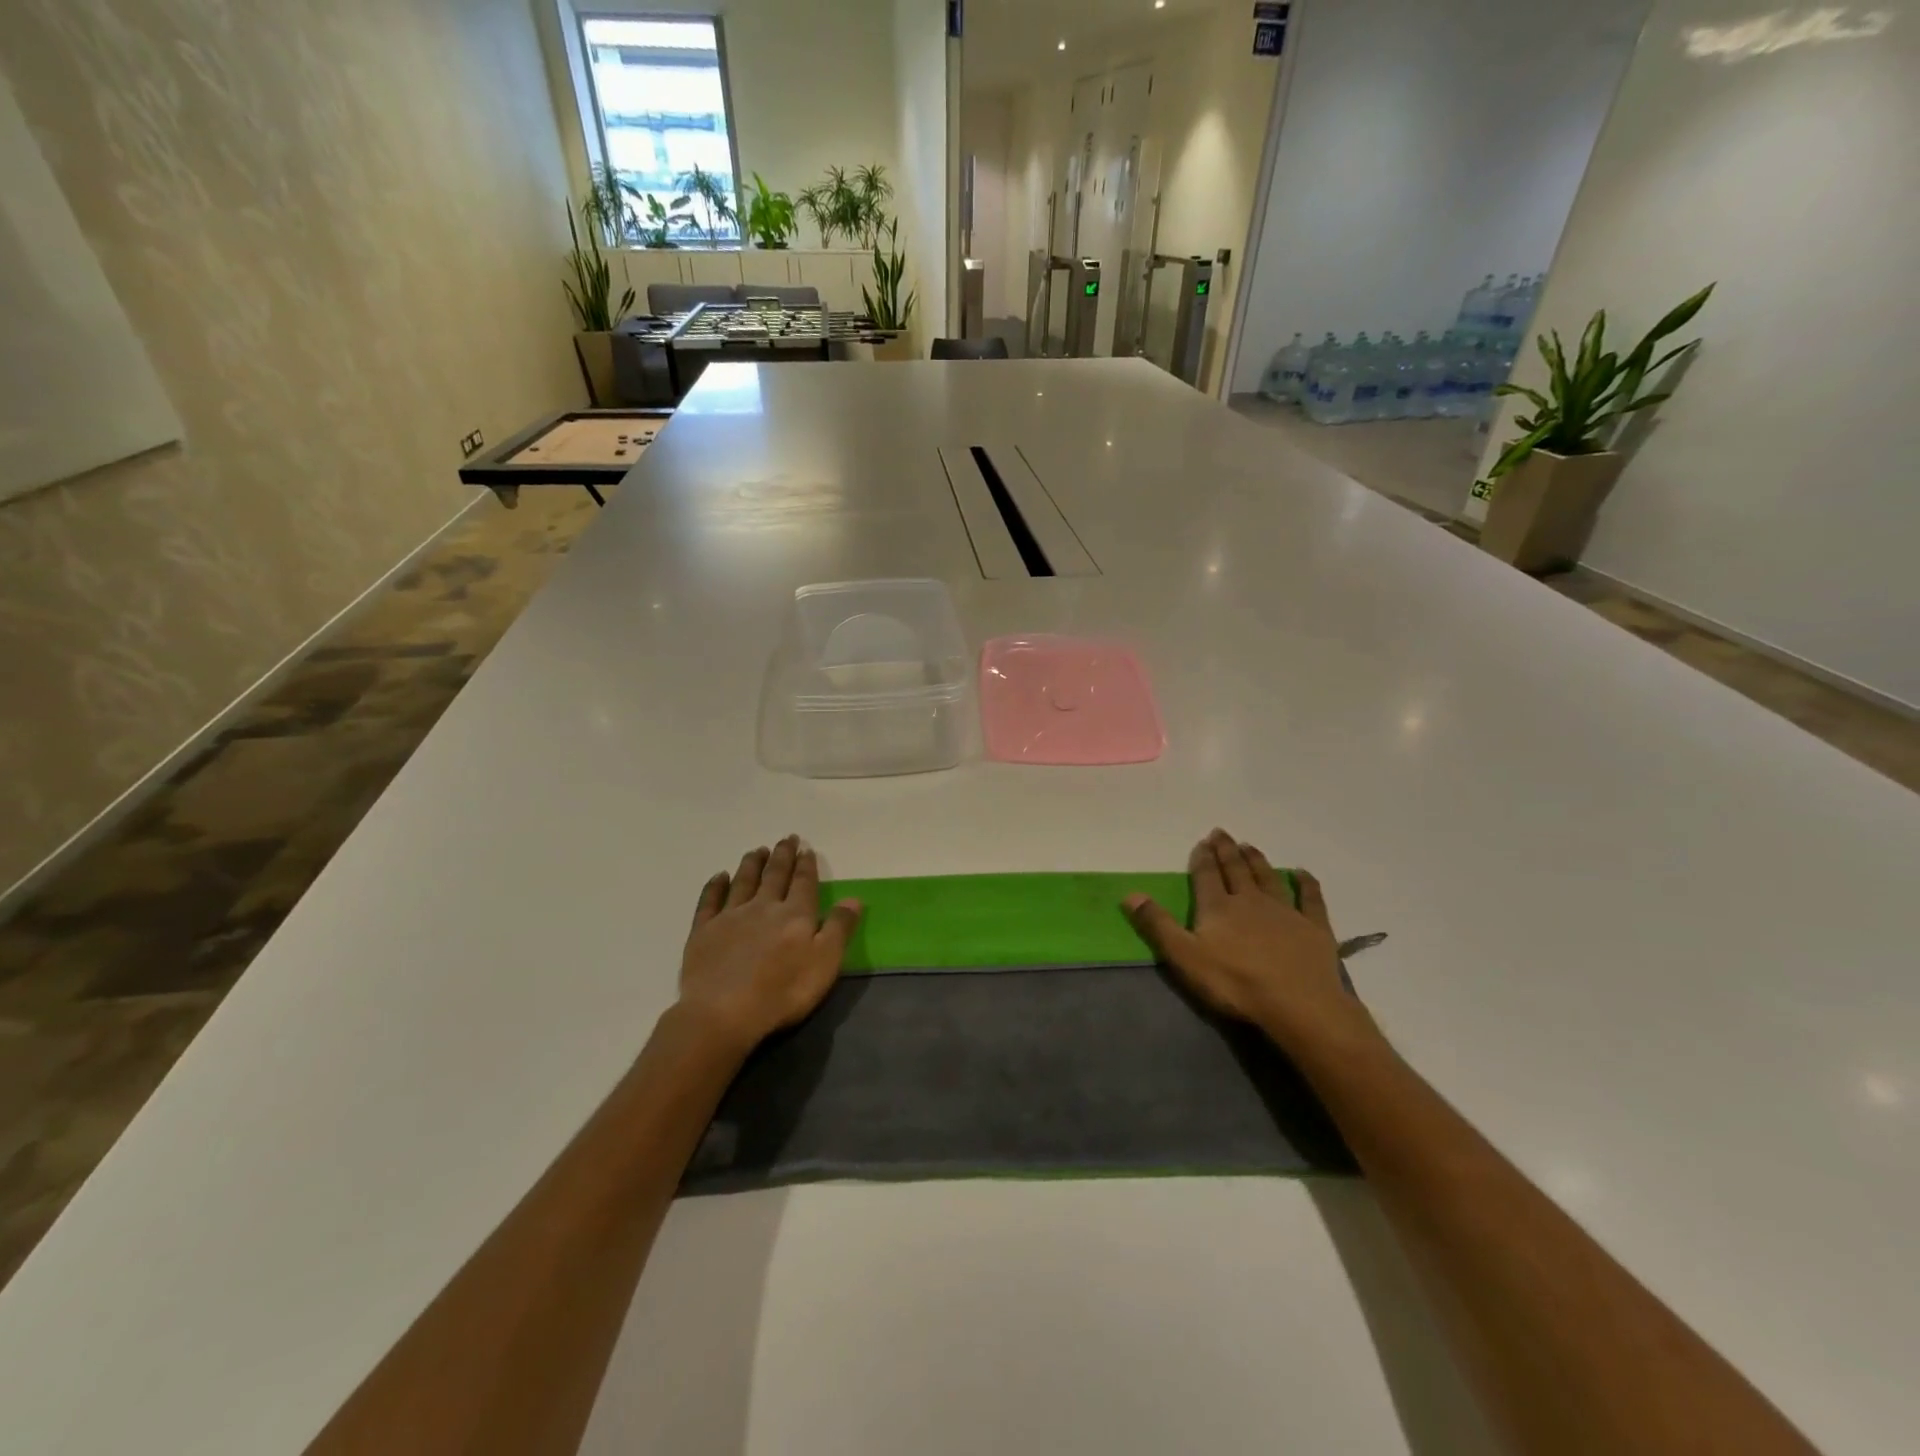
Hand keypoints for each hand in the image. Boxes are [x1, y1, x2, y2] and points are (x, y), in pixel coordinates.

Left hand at [676, 836, 861, 1054]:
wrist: (723, 1013)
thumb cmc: (782, 992)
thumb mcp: (825, 963)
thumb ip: (839, 928)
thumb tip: (854, 898)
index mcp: (795, 915)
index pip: (804, 883)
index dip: (806, 865)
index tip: (806, 848)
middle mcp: (763, 907)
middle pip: (774, 875)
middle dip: (782, 856)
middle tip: (786, 838)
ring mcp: (730, 917)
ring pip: (743, 881)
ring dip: (752, 864)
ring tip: (757, 850)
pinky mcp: (703, 931)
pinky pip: (710, 900)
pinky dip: (715, 886)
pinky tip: (719, 876)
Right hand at [1125, 830, 1377, 1052]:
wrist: (1298, 1004)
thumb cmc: (1235, 983)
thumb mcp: (1185, 957)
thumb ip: (1158, 925)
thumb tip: (1130, 894)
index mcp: (1218, 907)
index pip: (1207, 875)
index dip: (1203, 858)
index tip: (1202, 842)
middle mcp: (1250, 900)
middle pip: (1236, 869)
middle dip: (1226, 851)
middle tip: (1221, 833)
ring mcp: (1285, 911)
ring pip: (1268, 877)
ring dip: (1257, 860)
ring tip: (1249, 846)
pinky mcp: (1314, 927)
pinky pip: (1310, 898)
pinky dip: (1306, 883)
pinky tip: (1302, 873)